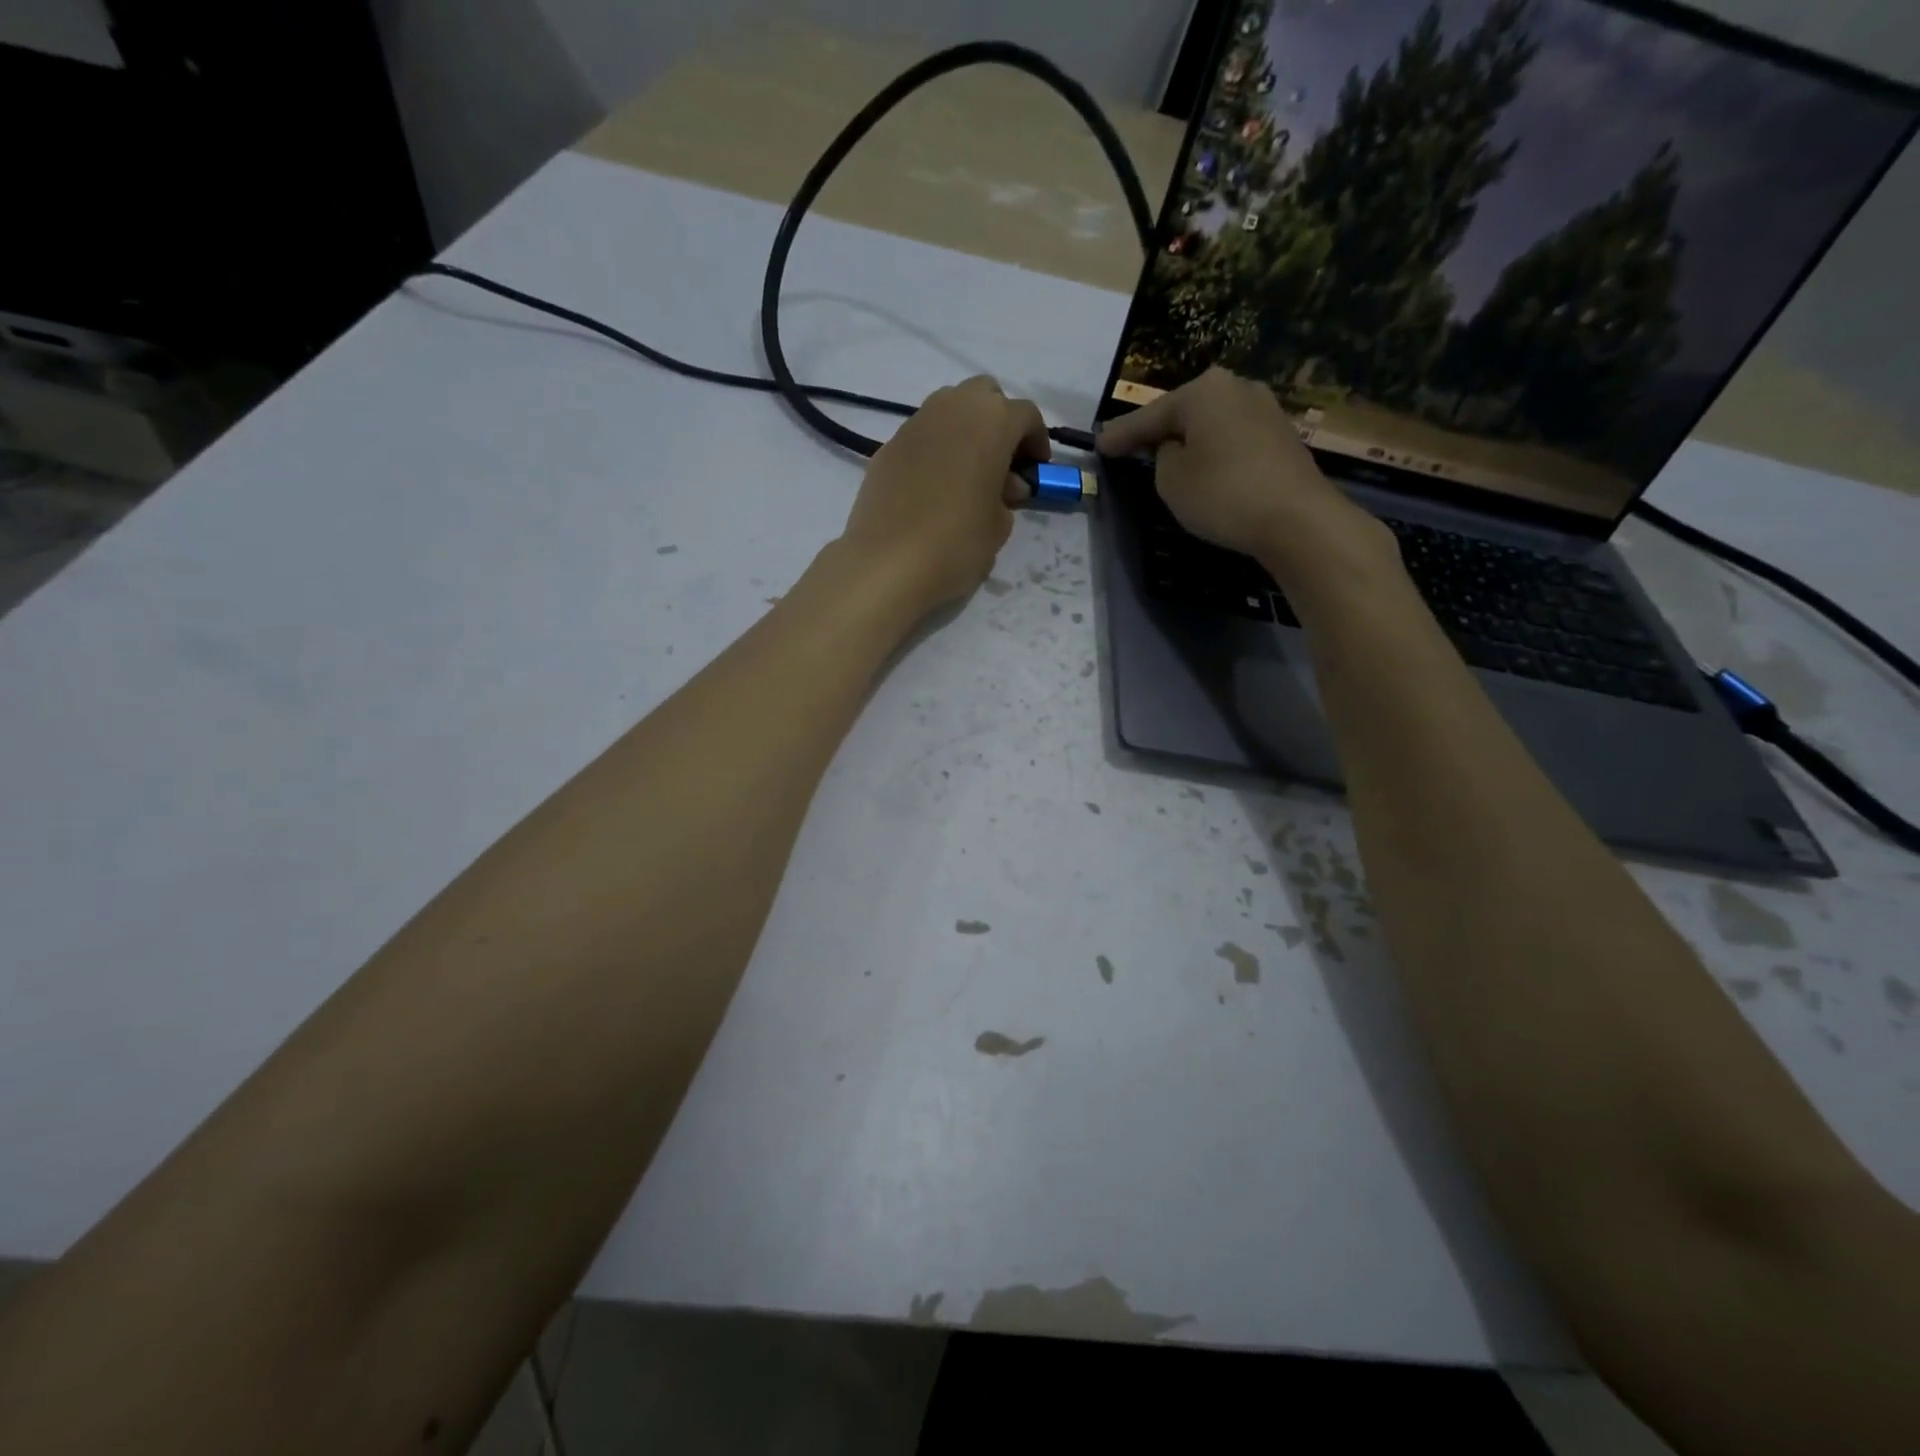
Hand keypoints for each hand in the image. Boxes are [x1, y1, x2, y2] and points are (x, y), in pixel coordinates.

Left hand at [839, 376, 1047, 614]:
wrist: (887, 563)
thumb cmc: (956, 543)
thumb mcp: (999, 527)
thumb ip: (1007, 498)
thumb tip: (1002, 486)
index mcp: (991, 422)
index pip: (1025, 415)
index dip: (1037, 440)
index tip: (1036, 468)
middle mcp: (952, 409)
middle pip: (984, 396)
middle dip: (998, 421)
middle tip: (1002, 460)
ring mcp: (914, 425)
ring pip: (948, 409)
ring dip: (964, 431)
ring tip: (967, 473)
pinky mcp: (887, 447)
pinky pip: (921, 437)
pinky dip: (935, 450)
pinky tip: (934, 487)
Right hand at [1097, 368, 1397, 589]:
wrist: (1296, 518)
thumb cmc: (1223, 494)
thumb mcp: (1171, 480)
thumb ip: (1162, 457)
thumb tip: (1177, 449)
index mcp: (1204, 391)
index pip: (1149, 416)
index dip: (1121, 435)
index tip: (1099, 445)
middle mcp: (1237, 387)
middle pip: (1185, 412)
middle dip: (1159, 430)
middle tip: (1131, 447)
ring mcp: (1265, 410)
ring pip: (1212, 425)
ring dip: (1190, 441)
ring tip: (1167, 459)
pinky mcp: (1282, 437)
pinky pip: (1234, 440)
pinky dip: (1214, 452)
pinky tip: (1206, 468)